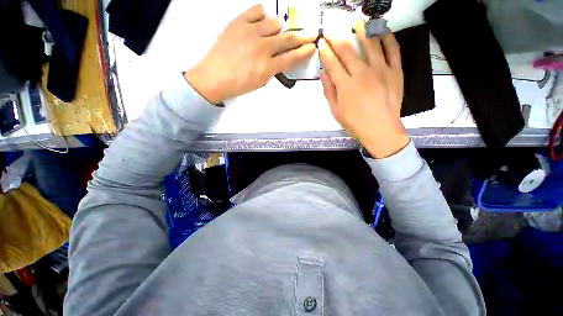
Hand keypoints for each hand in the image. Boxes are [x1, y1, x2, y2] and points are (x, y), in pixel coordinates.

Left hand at [185, 5, 316, 103]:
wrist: (214, 77)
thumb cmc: (238, 84)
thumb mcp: (261, 82)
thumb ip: (274, 69)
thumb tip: (282, 58)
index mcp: (267, 67)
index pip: (292, 57)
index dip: (304, 52)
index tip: (312, 46)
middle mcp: (262, 48)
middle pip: (288, 38)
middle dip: (302, 36)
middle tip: (310, 34)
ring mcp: (250, 32)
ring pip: (275, 22)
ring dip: (279, 29)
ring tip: (274, 34)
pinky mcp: (238, 22)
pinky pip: (257, 10)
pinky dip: (262, 16)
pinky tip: (260, 23)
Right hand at [319, 21, 408, 158]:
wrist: (381, 130)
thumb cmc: (355, 123)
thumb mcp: (336, 111)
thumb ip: (329, 92)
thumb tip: (324, 74)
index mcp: (346, 85)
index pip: (332, 63)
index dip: (325, 52)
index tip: (320, 43)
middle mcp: (362, 73)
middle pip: (347, 50)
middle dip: (336, 38)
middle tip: (330, 30)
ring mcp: (381, 69)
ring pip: (370, 43)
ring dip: (361, 30)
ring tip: (356, 22)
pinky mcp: (395, 70)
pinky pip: (393, 49)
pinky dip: (387, 37)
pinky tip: (382, 30)